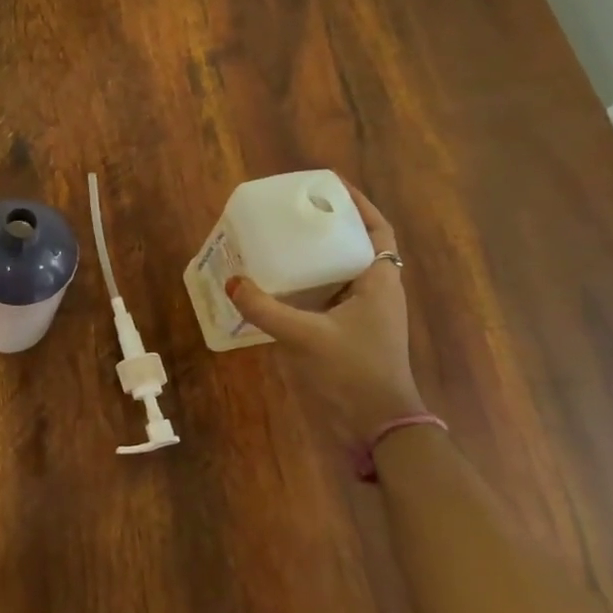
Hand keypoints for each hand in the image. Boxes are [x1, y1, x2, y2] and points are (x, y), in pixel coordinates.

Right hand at [227, 184, 423, 437]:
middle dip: (328, 226)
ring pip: (340, 272)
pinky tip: (277, 285)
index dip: (358, 205)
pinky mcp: (349, 334)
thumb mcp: (306, 336)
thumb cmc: (354, 372)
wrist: (378, 426)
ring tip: (281, 241)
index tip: (328, 186)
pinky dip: (307, 285)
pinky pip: (327, 296)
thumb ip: (266, 309)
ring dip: (316, 256)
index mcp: (379, 283)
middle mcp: (376, 293)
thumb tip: (232, 282)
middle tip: (293, 212)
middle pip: (356, 246)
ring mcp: (363, 316)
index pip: (377, 230)